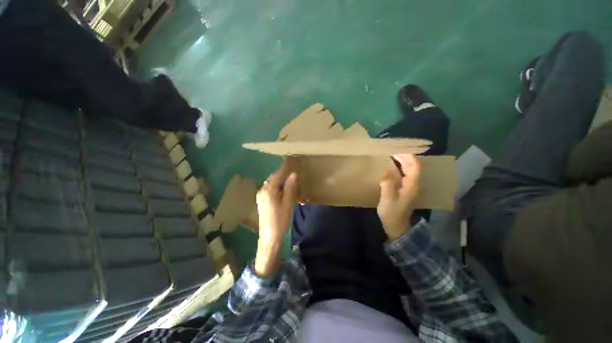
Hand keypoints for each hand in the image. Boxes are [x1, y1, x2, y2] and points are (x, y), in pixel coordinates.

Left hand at [254, 161, 297, 276]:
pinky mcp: (261, 201)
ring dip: (279, 182)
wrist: (269, 236)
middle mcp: (262, 191)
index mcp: (268, 190)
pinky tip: (283, 192)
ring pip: (270, 184)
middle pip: (272, 179)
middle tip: (292, 174)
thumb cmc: (280, 219)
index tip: (290, 163)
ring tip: (289, 183)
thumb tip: (293, 174)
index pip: (277, 175)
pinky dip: (276, 188)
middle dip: (282, 175)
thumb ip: (290, 187)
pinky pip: (269, 190)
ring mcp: (260, 196)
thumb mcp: (288, 203)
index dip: (284, 169)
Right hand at [377, 154, 420, 240]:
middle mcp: (413, 184)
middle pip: (413, 166)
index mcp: (412, 185)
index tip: (397, 150)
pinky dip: (399, 168)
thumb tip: (387, 170)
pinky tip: (391, 168)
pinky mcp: (405, 189)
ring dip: (402, 162)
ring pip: (409, 170)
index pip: (415, 166)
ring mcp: (410, 187)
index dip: (409, 157)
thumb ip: (388, 183)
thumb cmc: (392, 213)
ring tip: (391, 156)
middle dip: (405, 157)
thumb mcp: (388, 199)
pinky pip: (404, 175)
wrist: (396, 226)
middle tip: (391, 152)